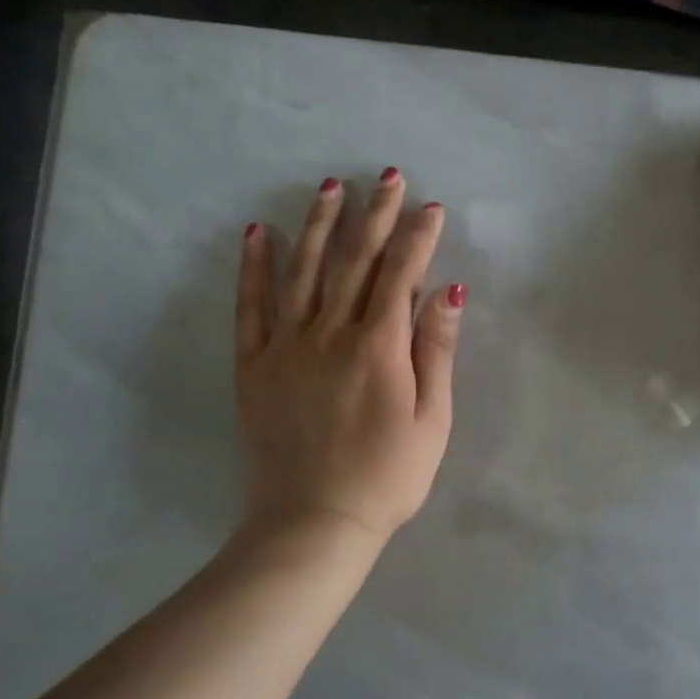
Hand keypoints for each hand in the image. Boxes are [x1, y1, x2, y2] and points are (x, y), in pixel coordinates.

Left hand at [235, 169, 463, 543]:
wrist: (314, 523)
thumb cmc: (387, 476)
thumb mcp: (432, 420)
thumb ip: (436, 351)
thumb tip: (448, 291)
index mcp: (379, 347)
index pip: (400, 274)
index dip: (418, 237)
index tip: (431, 207)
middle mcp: (331, 333)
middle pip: (354, 260)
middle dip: (374, 214)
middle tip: (387, 176)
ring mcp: (287, 345)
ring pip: (303, 270)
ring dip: (318, 224)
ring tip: (331, 186)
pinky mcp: (255, 364)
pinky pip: (251, 306)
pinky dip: (254, 267)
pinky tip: (257, 232)